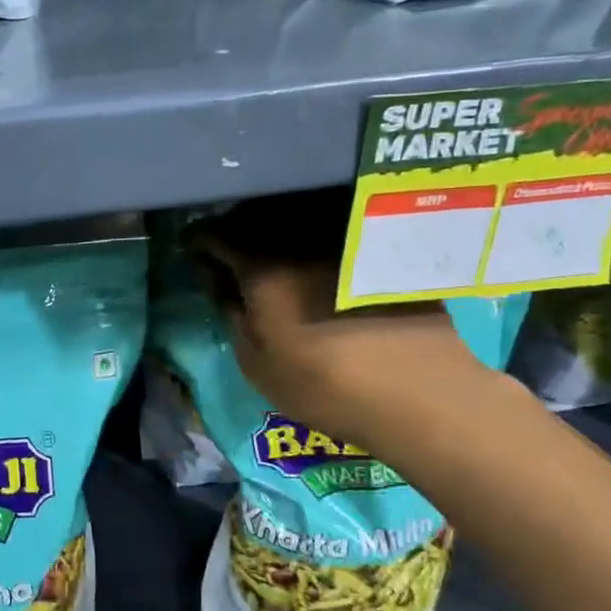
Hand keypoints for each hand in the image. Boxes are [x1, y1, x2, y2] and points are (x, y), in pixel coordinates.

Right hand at [191, 241, 491, 446]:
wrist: (419, 393)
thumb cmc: (323, 386)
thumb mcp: (256, 362)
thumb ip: (231, 313)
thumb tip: (218, 282)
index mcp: (263, 266)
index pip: (216, 235)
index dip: (197, 241)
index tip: (191, 252)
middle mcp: (302, 240)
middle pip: (256, 217)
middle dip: (234, 229)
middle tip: (227, 250)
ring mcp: (345, 240)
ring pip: (296, 218)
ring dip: (273, 230)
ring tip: (268, 250)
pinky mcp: (378, 249)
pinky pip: (332, 230)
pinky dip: (313, 238)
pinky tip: (315, 258)